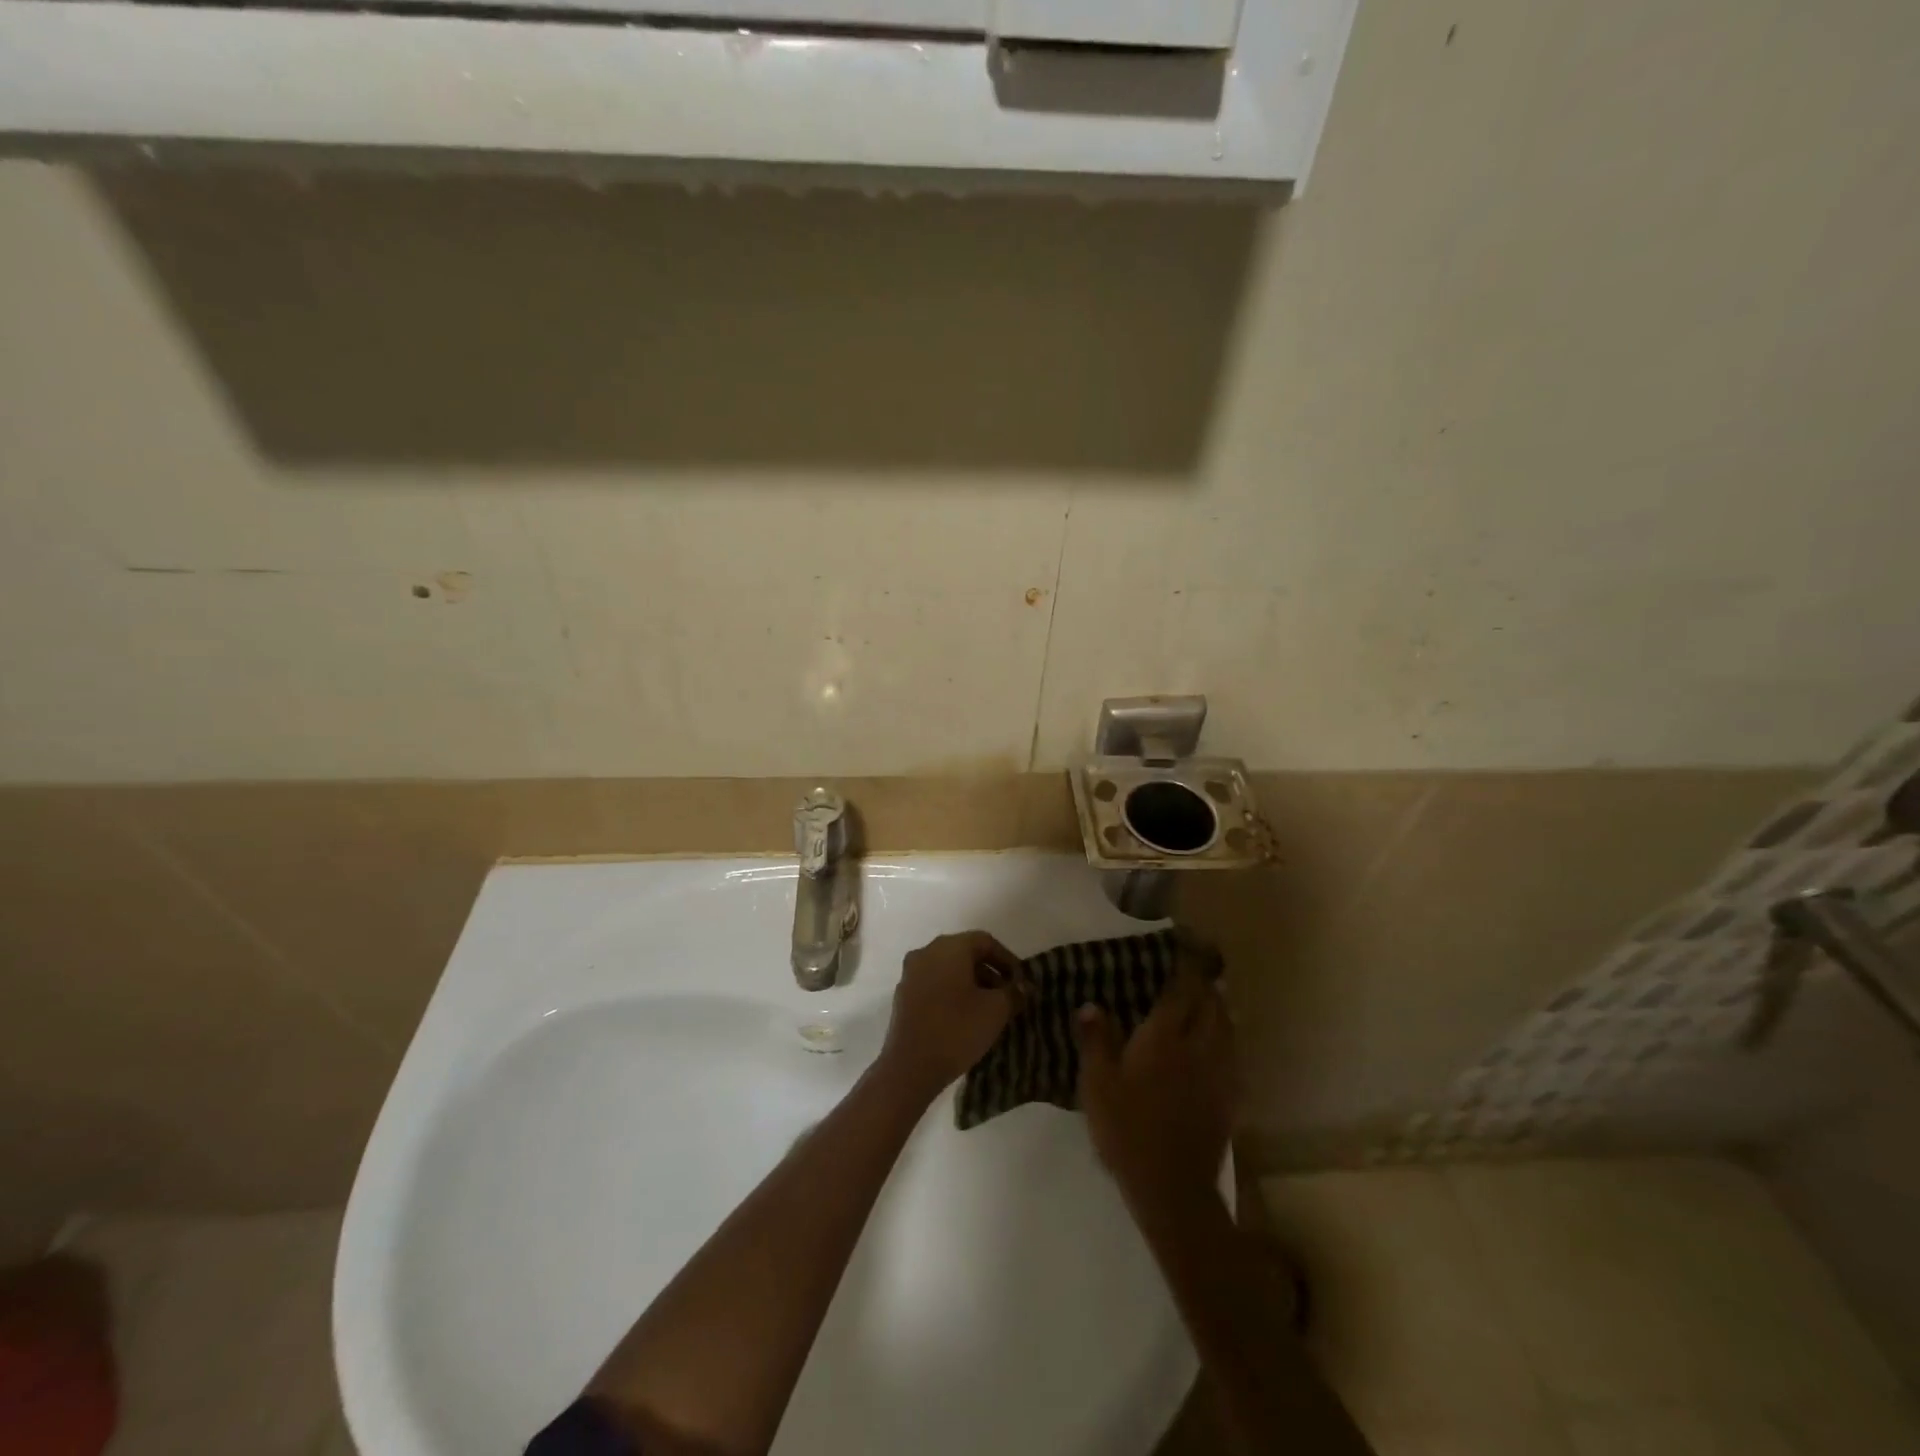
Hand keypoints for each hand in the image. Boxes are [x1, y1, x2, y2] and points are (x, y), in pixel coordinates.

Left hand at [877, 931, 1026, 1102]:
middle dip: (990, 972)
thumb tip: (1023, 987)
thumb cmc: (957, 1030)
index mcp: (949, 947)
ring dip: (971, 983)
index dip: (1007, 959)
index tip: (1021, 982)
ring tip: (989, 1008)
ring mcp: (911, 973)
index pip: (985, 941)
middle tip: (1008, 995)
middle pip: (965, 953)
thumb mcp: (996, 1010)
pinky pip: (934, 984)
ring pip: (948, 969)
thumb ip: (1013, 993)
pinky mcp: (903, 995)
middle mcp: (927, 952)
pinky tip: (965, 1017)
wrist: (910, 1067)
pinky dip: (952, 993)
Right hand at [1075, 966, 1235, 1209]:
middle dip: (1205, 982)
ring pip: (1228, 1025)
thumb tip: (1091, 1005)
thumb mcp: (1097, 1084)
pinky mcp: (1230, 1096)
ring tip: (1206, 1000)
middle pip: (1212, 1002)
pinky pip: (1233, 1052)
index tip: (1183, 943)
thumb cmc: (1128, 1130)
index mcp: (1165, 1037)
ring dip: (1219, 1006)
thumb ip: (1096, 1040)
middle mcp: (1199, 1046)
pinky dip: (1226, 1036)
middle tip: (1192, 971)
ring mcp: (1220, 1072)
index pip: (1182, 988)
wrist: (1173, 1187)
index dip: (1185, 963)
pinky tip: (1214, 1044)